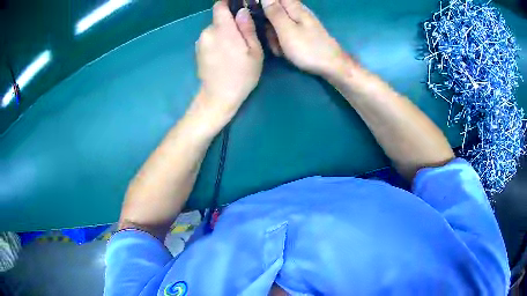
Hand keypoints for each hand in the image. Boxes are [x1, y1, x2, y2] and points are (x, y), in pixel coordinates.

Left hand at [195, 1, 263, 122]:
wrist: (218, 98)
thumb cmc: (241, 75)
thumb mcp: (254, 52)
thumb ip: (247, 28)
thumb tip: (242, 11)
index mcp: (222, 30)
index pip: (219, 6)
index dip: (227, 3)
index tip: (238, 6)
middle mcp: (207, 32)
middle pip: (219, 19)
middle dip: (230, 23)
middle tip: (244, 36)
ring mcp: (200, 42)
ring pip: (214, 29)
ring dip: (224, 33)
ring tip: (235, 48)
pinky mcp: (198, 51)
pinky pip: (209, 38)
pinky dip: (217, 41)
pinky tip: (225, 54)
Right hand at [262, 0, 345, 77]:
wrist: (331, 66)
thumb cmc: (308, 48)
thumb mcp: (287, 30)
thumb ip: (275, 12)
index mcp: (294, 8)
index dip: (266, 3)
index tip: (262, 16)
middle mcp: (297, 12)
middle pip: (274, 10)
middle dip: (267, 23)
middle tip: (271, 37)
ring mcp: (300, 23)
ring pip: (278, 23)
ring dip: (273, 35)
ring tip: (279, 48)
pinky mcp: (302, 33)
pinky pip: (285, 33)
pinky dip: (281, 41)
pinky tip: (284, 51)